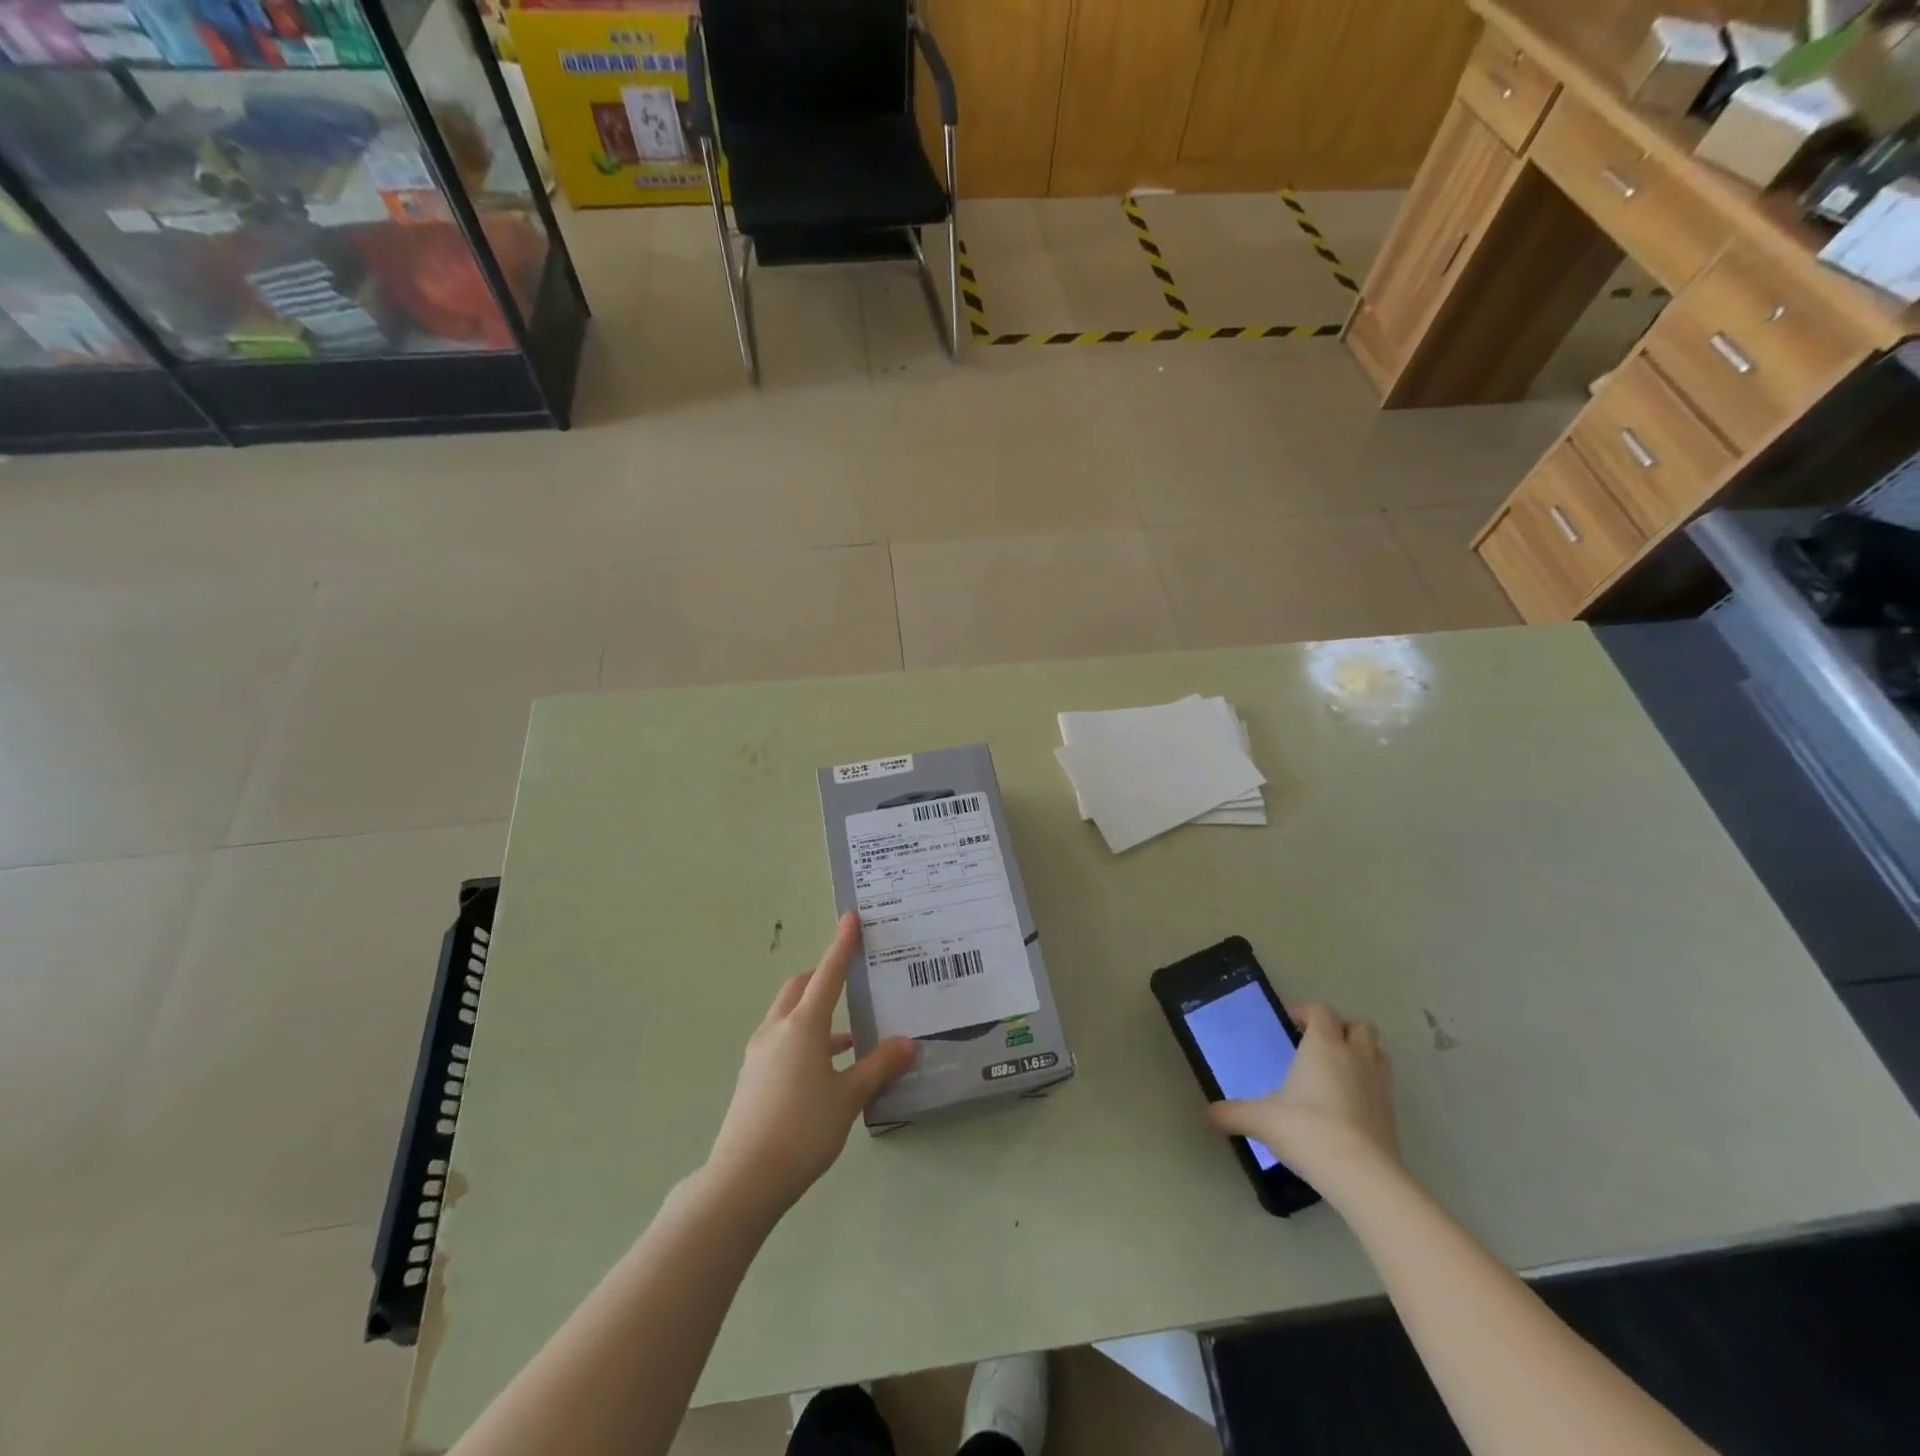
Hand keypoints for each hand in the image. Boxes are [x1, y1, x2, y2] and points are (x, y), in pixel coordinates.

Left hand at [706, 913, 916, 1218]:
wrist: (743, 1180)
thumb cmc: (802, 1129)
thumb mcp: (849, 1098)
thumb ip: (878, 1067)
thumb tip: (907, 1043)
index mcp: (803, 1025)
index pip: (828, 973)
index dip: (841, 945)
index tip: (850, 918)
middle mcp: (777, 1030)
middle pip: (800, 988)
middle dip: (822, 977)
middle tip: (848, 979)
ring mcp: (759, 1054)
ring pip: (788, 1016)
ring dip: (815, 1015)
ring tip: (849, 1036)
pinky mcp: (752, 1077)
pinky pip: (781, 1041)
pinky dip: (804, 1040)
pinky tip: (826, 1069)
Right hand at [1206, 1001, 1399, 1195]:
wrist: (1360, 1174)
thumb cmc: (1306, 1129)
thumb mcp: (1260, 1119)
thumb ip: (1232, 1113)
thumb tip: (1206, 1114)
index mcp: (1323, 1045)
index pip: (1320, 1010)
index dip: (1305, 1012)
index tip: (1288, 1024)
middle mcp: (1355, 1056)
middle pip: (1358, 1026)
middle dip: (1340, 1030)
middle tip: (1316, 1046)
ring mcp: (1379, 1084)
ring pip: (1377, 1052)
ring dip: (1360, 1054)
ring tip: (1336, 1072)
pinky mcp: (1392, 1113)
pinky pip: (1383, 1085)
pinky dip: (1369, 1086)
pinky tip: (1349, 1105)